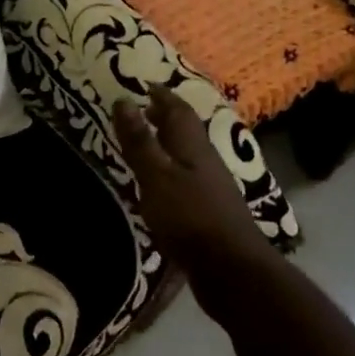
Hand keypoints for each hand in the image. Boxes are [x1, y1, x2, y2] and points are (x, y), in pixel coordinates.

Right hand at [113, 87, 275, 280]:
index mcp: (193, 146)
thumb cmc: (189, 216)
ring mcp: (211, 189)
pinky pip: (186, 181)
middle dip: (165, 118)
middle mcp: (205, 161)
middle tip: (143, 111)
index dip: (162, 96)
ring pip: (187, 156)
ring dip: (168, 146)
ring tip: (145, 145)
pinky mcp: (209, 214)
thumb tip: (123, 100)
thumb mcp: (156, 175)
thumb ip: (139, 141)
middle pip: (185, 132)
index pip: (178, 110)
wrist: (231, 270)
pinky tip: (159, 188)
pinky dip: (170, 173)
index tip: (145, 85)